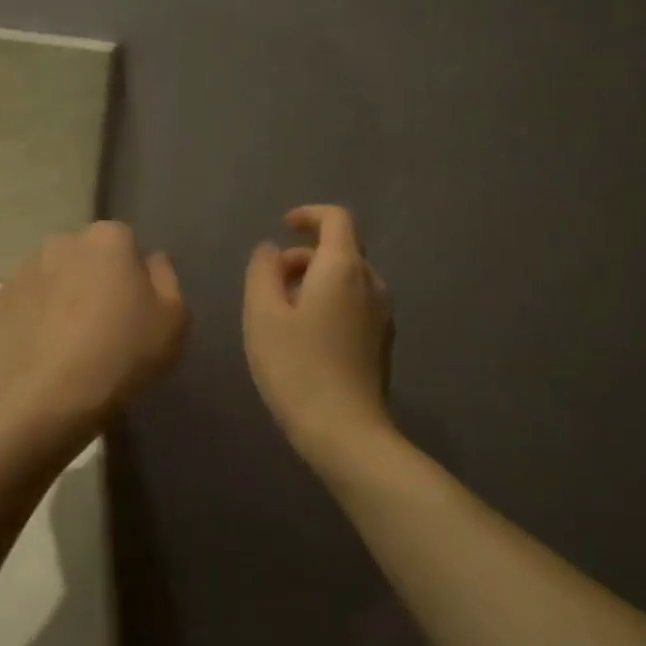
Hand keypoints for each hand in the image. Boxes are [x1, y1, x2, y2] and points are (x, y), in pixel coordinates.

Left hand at [0, 221, 187, 429]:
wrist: (51, 395)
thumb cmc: (123, 352)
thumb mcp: (174, 319)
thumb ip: (166, 278)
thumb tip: (151, 260)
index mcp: (108, 239)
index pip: (126, 242)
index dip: (133, 274)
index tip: (136, 306)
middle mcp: (62, 243)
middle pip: (86, 256)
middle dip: (94, 279)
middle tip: (105, 323)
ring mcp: (23, 271)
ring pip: (52, 277)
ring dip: (62, 297)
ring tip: (72, 341)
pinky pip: (26, 305)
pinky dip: (34, 320)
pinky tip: (46, 351)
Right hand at [243, 205, 392, 458]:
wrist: (345, 430)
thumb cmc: (296, 367)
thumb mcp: (262, 315)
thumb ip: (262, 271)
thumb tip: (271, 250)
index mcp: (343, 268)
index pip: (336, 219)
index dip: (309, 215)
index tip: (284, 226)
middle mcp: (372, 284)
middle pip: (341, 251)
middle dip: (304, 257)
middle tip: (270, 285)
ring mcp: (383, 315)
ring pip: (348, 281)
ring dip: (315, 283)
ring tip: (283, 316)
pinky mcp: (383, 342)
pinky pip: (355, 306)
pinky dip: (330, 304)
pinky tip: (307, 339)